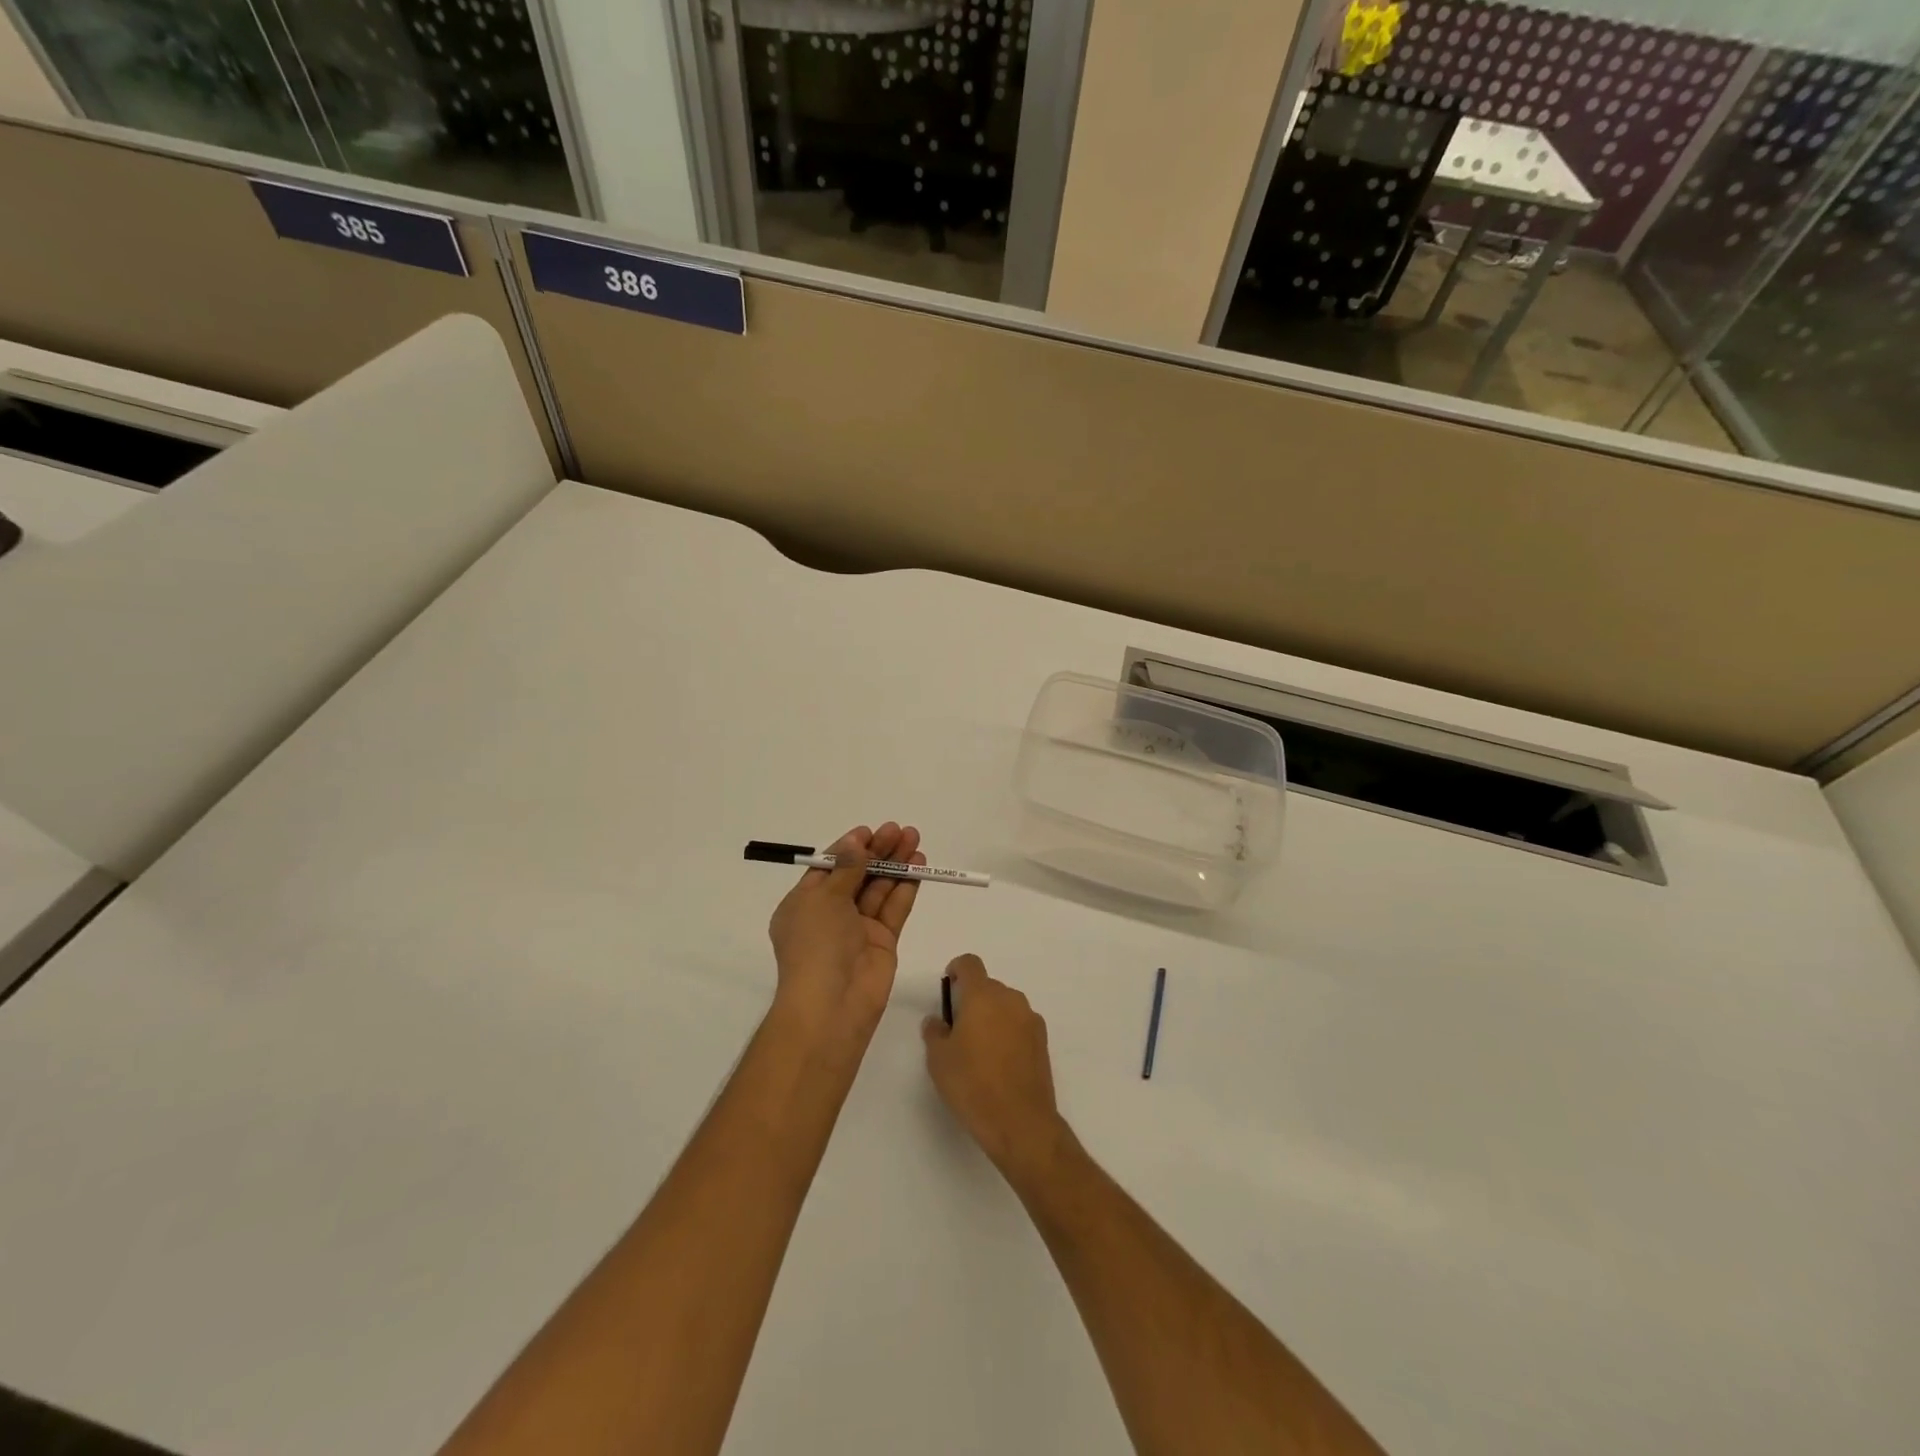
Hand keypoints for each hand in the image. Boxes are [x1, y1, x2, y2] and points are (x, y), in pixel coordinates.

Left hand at [768, 823, 923, 1044]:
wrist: (832, 1004)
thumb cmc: (816, 945)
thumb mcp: (824, 898)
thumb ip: (846, 868)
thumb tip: (856, 842)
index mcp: (804, 904)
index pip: (829, 868)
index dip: (849, 848)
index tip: (870, 831)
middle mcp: (830, 915)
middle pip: (857, 875)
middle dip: (878, 851)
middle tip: (899, 830)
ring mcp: (858, 929)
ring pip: (879, 888)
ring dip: (895, 863)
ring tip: (914, 838)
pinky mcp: (883, 941)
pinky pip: (894, 908)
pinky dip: (906, 886)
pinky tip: (919, 865)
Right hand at [922, 954, 1067, 1182]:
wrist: (1020, 1122)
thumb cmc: (972, 1085)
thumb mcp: (939, 1059)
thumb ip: (935, 1032)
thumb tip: (938, 1020)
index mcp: (983, 995)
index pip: (970, 963)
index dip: (956, 970)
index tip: (948, 988)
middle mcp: (1010, 999)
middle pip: (988, 986)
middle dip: (972, 1000)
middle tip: (957, 1030)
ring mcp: (1030, 1019)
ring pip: (1005, 1005)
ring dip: (991, 1016)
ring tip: (979, 1051)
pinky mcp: (1043, 1040)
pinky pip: (1019, 1024)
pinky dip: (1008, 1032)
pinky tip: (999, 1063)